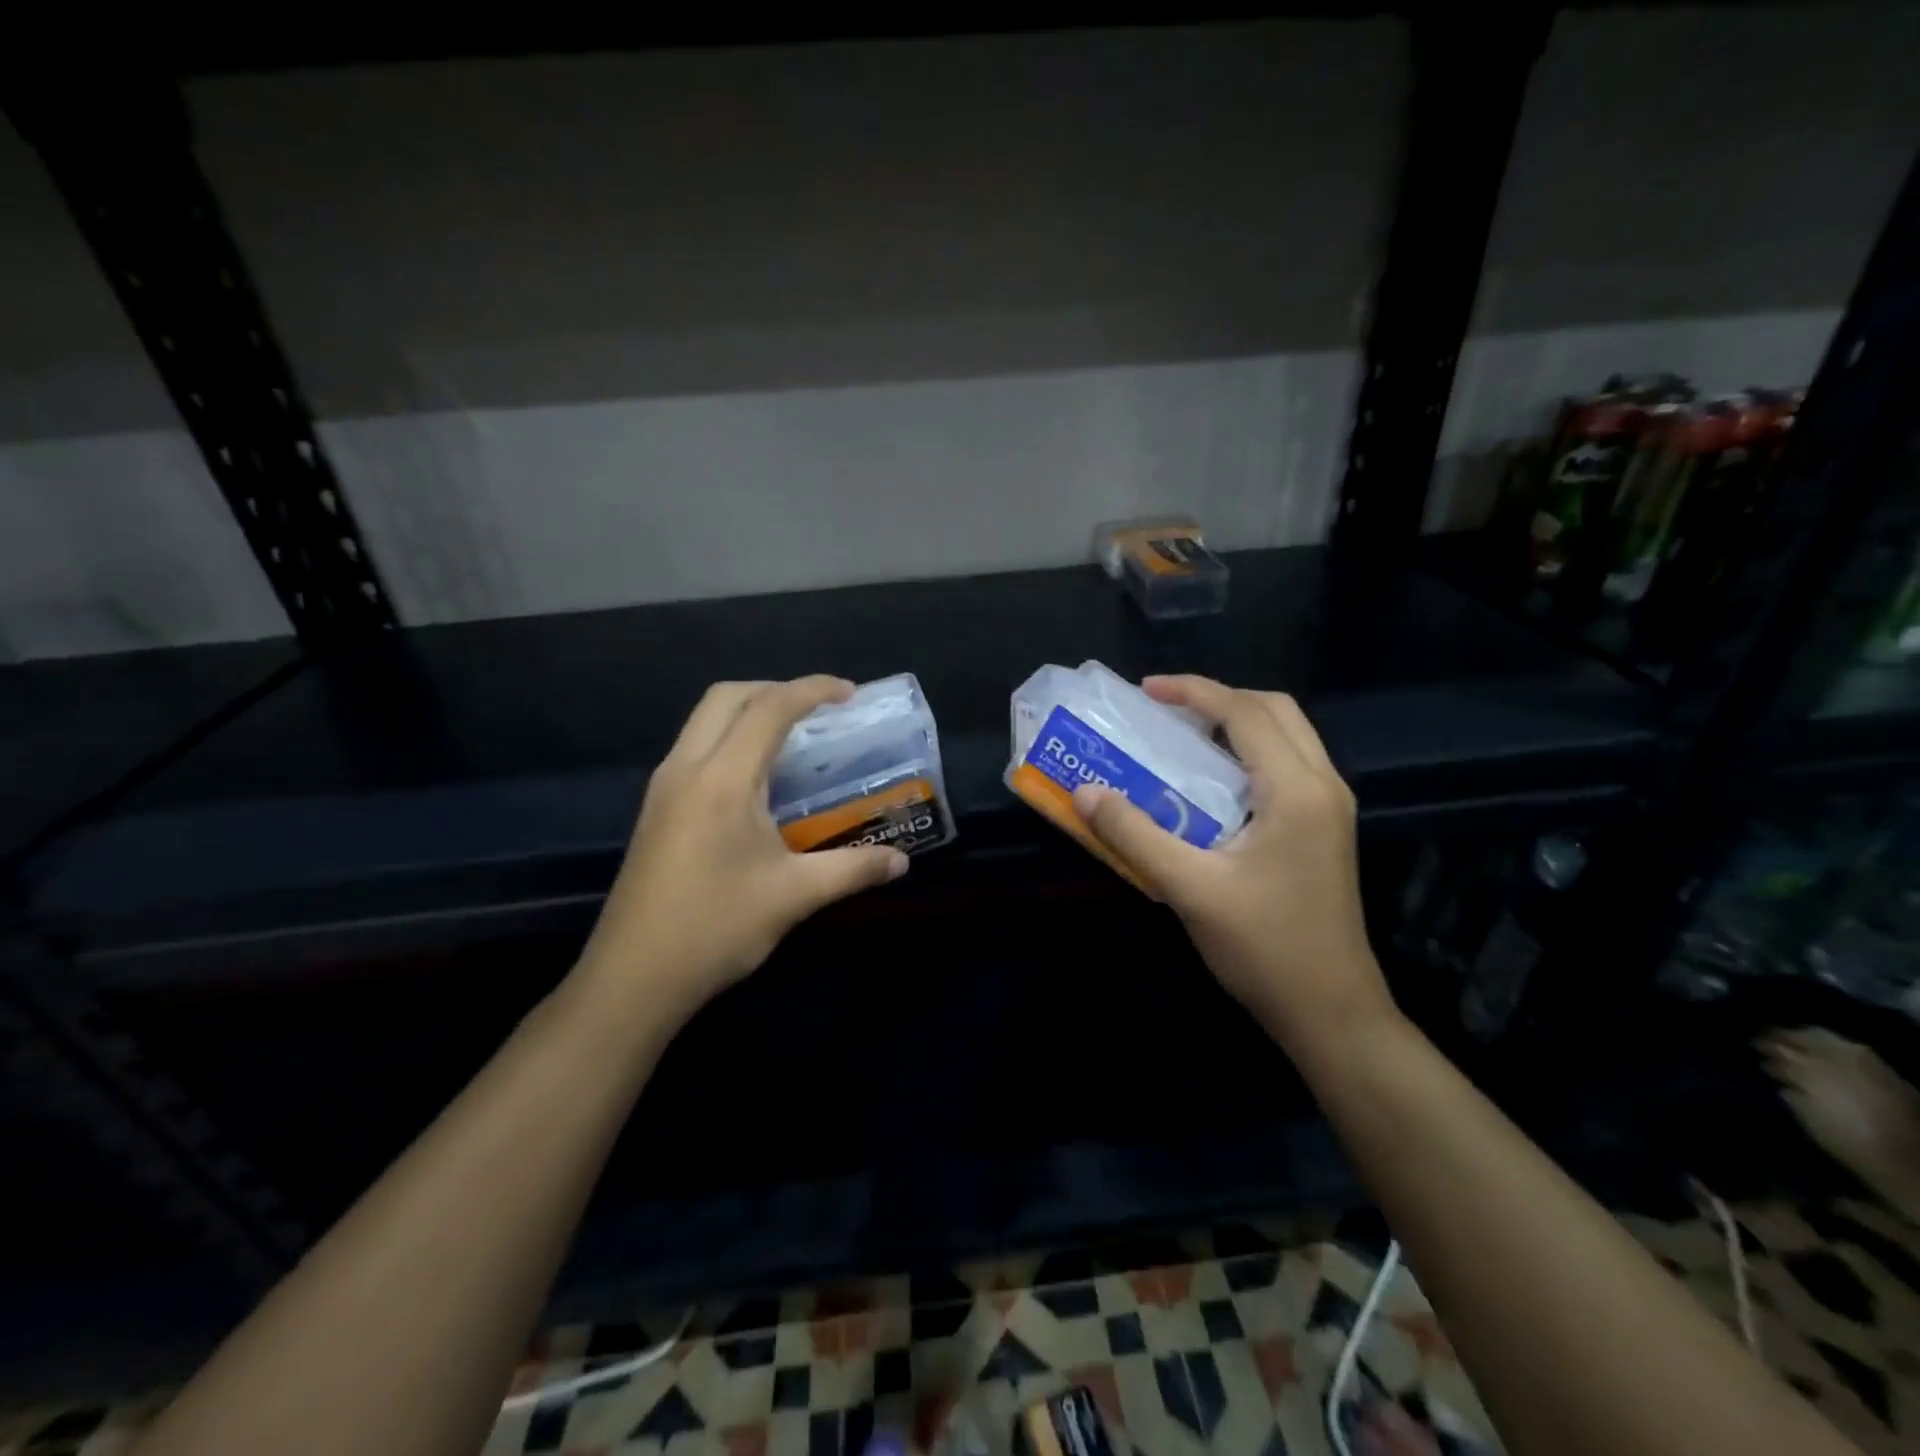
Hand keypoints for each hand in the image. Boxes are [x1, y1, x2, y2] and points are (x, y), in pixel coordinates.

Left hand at [576, 676, 908, 1015]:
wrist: (633, 978)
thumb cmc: (715, 928)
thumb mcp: (794, 896)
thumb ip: (853, 869)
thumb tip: (901, 862)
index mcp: (721, 779)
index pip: (768, 709)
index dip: (812, 690)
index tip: (849, 693)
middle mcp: (686, 768)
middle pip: (726, 697)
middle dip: (775, 689)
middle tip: (818, 710)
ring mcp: (664, 788)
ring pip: (704, 720)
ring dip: (749, 712)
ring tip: (794, 738)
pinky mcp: (656, 809)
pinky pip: (696, 748)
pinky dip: (731, 739)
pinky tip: (758, 780)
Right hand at [1070, 675, 1395, 1054]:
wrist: (1332, 1012)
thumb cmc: (1265, 948)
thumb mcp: (1190, 889)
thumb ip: (1134, 835)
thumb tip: (1085, 793)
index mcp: (1296, 791)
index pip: (1245, 713)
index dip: (1193, 692)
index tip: (1145, 691)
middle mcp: (1323, 786)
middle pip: (1275, 710)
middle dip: (1219, 698)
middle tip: (1166, 710)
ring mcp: (1330, 809)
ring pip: (1287, 735)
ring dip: (1236, 723)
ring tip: (1183, 736)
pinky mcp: (1325, 830)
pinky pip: (1288, 765)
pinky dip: (1249, 753)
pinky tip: (1212, 782)